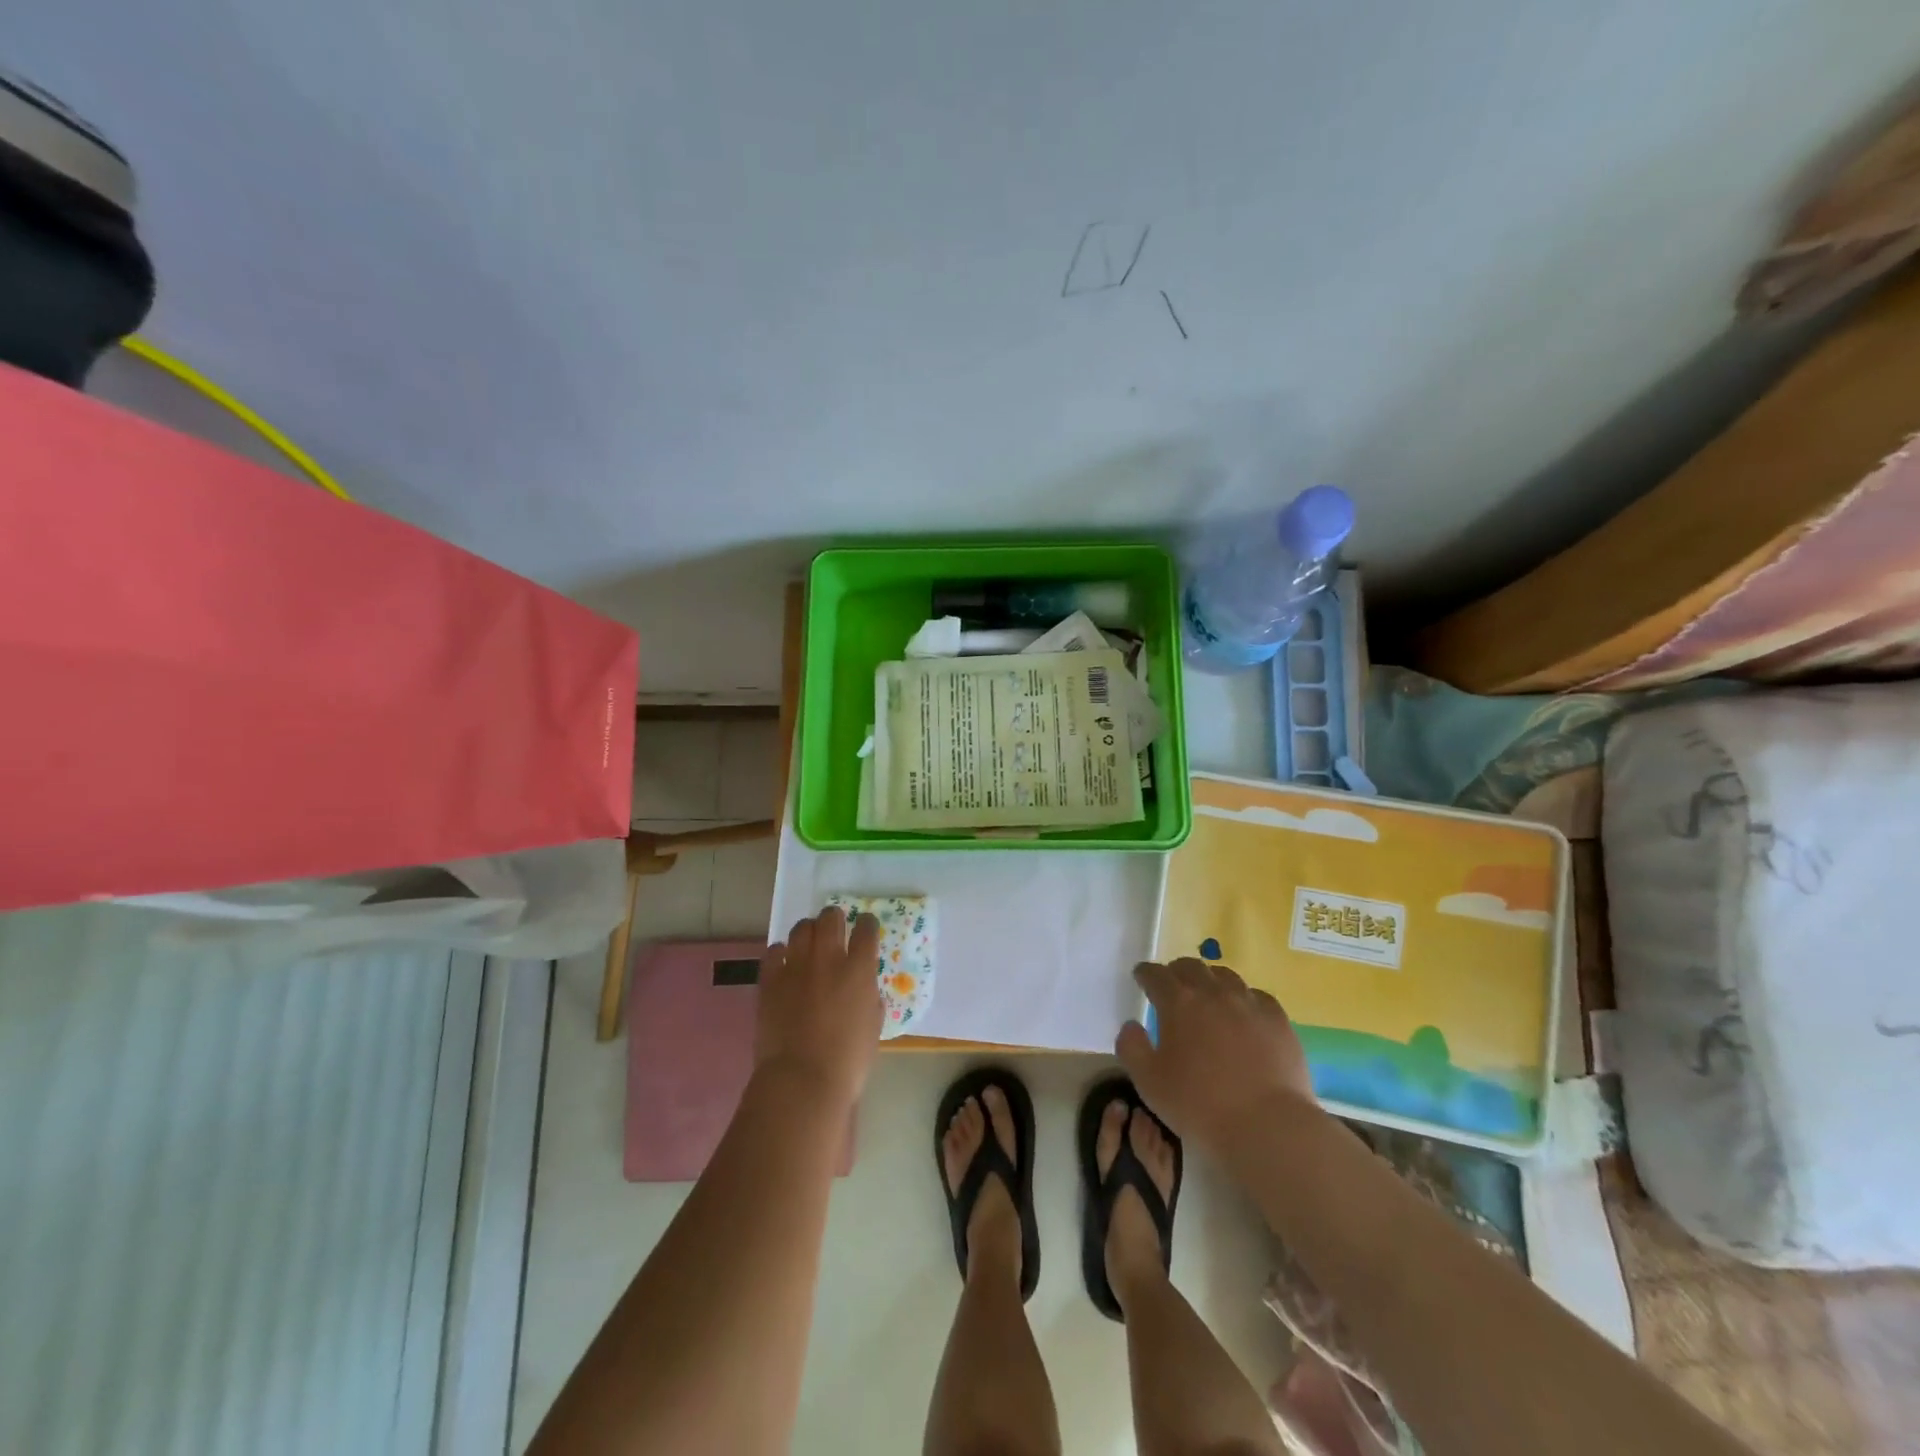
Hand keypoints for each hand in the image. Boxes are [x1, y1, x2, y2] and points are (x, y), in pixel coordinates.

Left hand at [754, 907, 883, 1106]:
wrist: (802, 1081)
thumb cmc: (847, 1061)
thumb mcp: (873, 1026)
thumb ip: (870, 998)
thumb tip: (863, 987)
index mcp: (859, 970)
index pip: (866, 929)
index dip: (867, 924)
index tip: (866, 927)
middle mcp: (828, 958)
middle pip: (831, 918)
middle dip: (834, 918)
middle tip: (835, 928)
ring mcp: (796, 966)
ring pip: (802, 928)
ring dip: (809, 931)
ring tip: (809, 942)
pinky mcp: (770, 979)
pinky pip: (774, 951)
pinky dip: (781, 952)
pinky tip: (784, 962)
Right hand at [1116, 958, 1317, 1150]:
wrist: (1267, 1126)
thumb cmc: (1199, 1106)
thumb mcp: (1148, 1083)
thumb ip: (1131, 1048)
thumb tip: (1131, 1025)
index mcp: (1178, 1002)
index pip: (1155, 975)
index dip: (1145, 974)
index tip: (1141, 977)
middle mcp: (1212, 992)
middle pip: (1190, 967)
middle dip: (1176, 972)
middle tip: (1172, 987)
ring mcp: (1249, 1003)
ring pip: (1224, 975)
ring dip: (1209, 981)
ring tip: (1208, 996)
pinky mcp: (1278, 1019)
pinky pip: (1256, 996)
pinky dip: (1243, 999)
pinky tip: (1244, 1014)